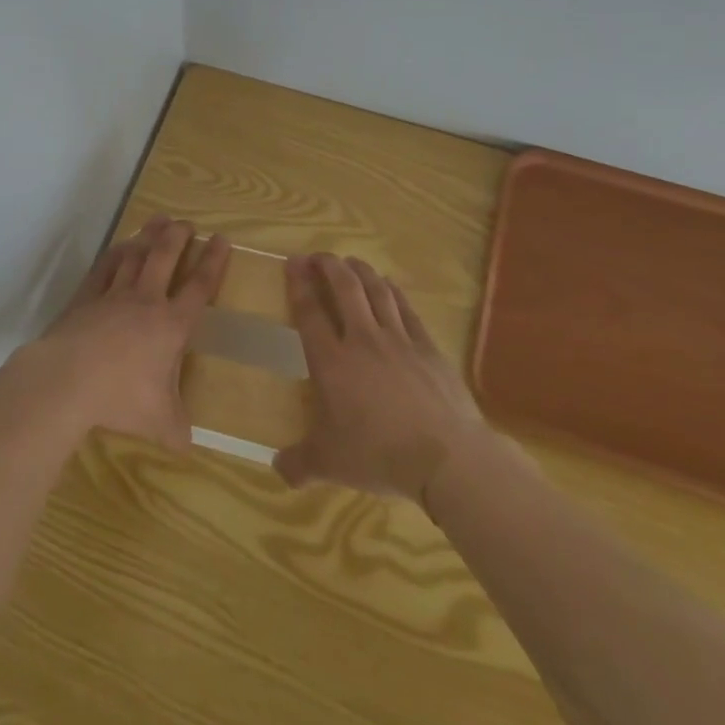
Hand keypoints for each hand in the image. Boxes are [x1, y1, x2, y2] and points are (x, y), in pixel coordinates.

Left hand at [7, 217, 230, 450]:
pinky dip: (115, 253)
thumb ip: (177, 430)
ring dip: (149, 236)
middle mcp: (146, 301)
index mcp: (171, 325)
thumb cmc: (120, 398)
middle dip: (180, 237)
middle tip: (188, 223)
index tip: (222, 239)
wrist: (68, 380)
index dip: (214, 262)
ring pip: (135, 255)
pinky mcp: (86, 298)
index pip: (200, 286)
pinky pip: (104, 267)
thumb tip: (188, 447)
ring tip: (159, 220)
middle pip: (166, 257)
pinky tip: (120, 246)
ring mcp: (113, 295)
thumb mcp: (159, 422)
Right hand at [275, 253, 483, 506]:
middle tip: (318, 255)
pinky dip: (393, 291)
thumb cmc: (379, 455)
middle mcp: (362, 340)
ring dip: (360, 271)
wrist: (447, 458)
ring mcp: (399, 340)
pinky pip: (406, 309)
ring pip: (376, 291)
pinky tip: (388, 286)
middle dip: (328, 266)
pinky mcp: (428, 348)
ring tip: (350, 261)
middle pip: (344, 289)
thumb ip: (298, 463)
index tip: (292, 261)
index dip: (298, 283)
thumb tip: (277, 469)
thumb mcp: (329, 465)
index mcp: (331, 362)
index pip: (309, 312)